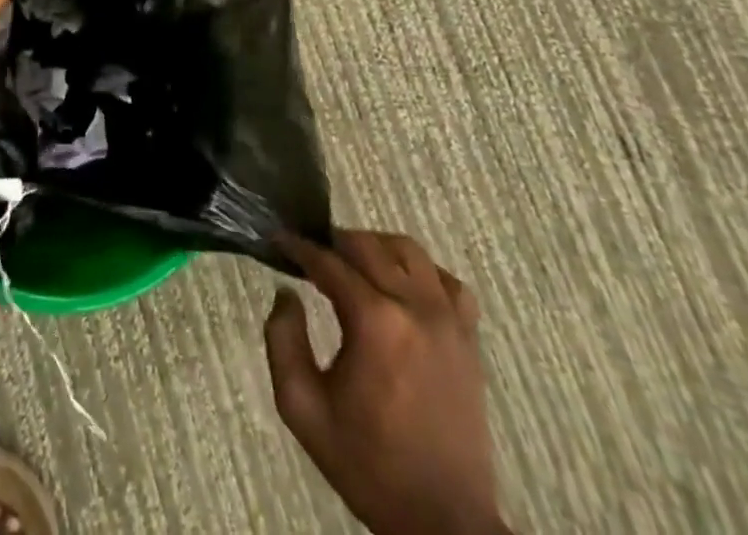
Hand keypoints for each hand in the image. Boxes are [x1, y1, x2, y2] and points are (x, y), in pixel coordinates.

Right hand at [265, 231, 506, 534]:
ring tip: (354, 266)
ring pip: (409, 251)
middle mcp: (415, 308)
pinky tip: (403, 288)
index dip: (299, 247)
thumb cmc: (366, 463)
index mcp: (375, 323)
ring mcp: (449, 322)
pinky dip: (422, 272)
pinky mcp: (469, 340)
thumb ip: (282, 340)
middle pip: (367, 246)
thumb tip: (286, 293)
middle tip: (311, 256)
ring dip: (376, 248)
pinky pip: (447, 282)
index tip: (278, 240)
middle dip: (333, 242)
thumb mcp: (302, 407)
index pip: (328, 262)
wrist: (441, 522)